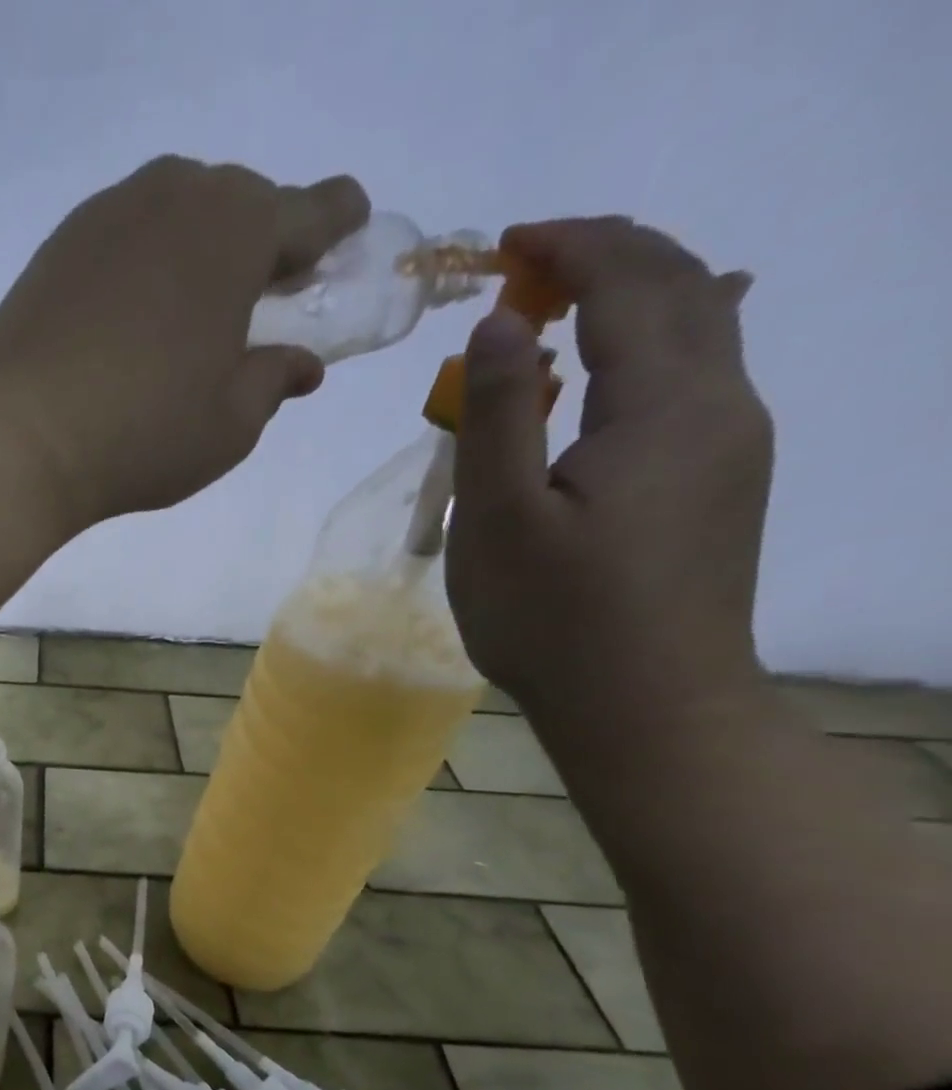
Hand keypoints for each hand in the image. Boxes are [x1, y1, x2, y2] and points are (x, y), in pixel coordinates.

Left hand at [0, 157, 367, 531]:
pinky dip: (142, 266)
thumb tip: (301, 364)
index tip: (344, 239)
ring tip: (190, 311)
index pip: (312, 210)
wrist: (17, 438)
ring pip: (176, 215)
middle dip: (260, 243)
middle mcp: (175, 197)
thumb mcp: (230, 424)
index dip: (336, 226)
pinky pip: (123, 240)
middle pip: (240, 205)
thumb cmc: (142, 434)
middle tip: (260, 297)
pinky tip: (131, 319)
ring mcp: (107, 215)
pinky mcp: (57, 247)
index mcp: (238, 229)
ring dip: (196, 252)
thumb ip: (274, 381)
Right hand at [446, 217, 774, 720]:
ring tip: (568, 296)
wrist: (646, 704)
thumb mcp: (501, 518)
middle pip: (684, 286)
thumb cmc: (555, 617)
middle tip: (528, 261)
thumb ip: (502, 412)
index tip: (507, 241)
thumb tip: (501, 321)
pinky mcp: (723, 478)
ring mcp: (732, 442)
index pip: (632, 283)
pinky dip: (666, 333)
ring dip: (638, 290)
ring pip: (704, 326)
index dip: (571, 246)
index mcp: (665, 406)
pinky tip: (657, 337)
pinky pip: (705, 372)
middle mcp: (721, 404)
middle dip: (609, 253)